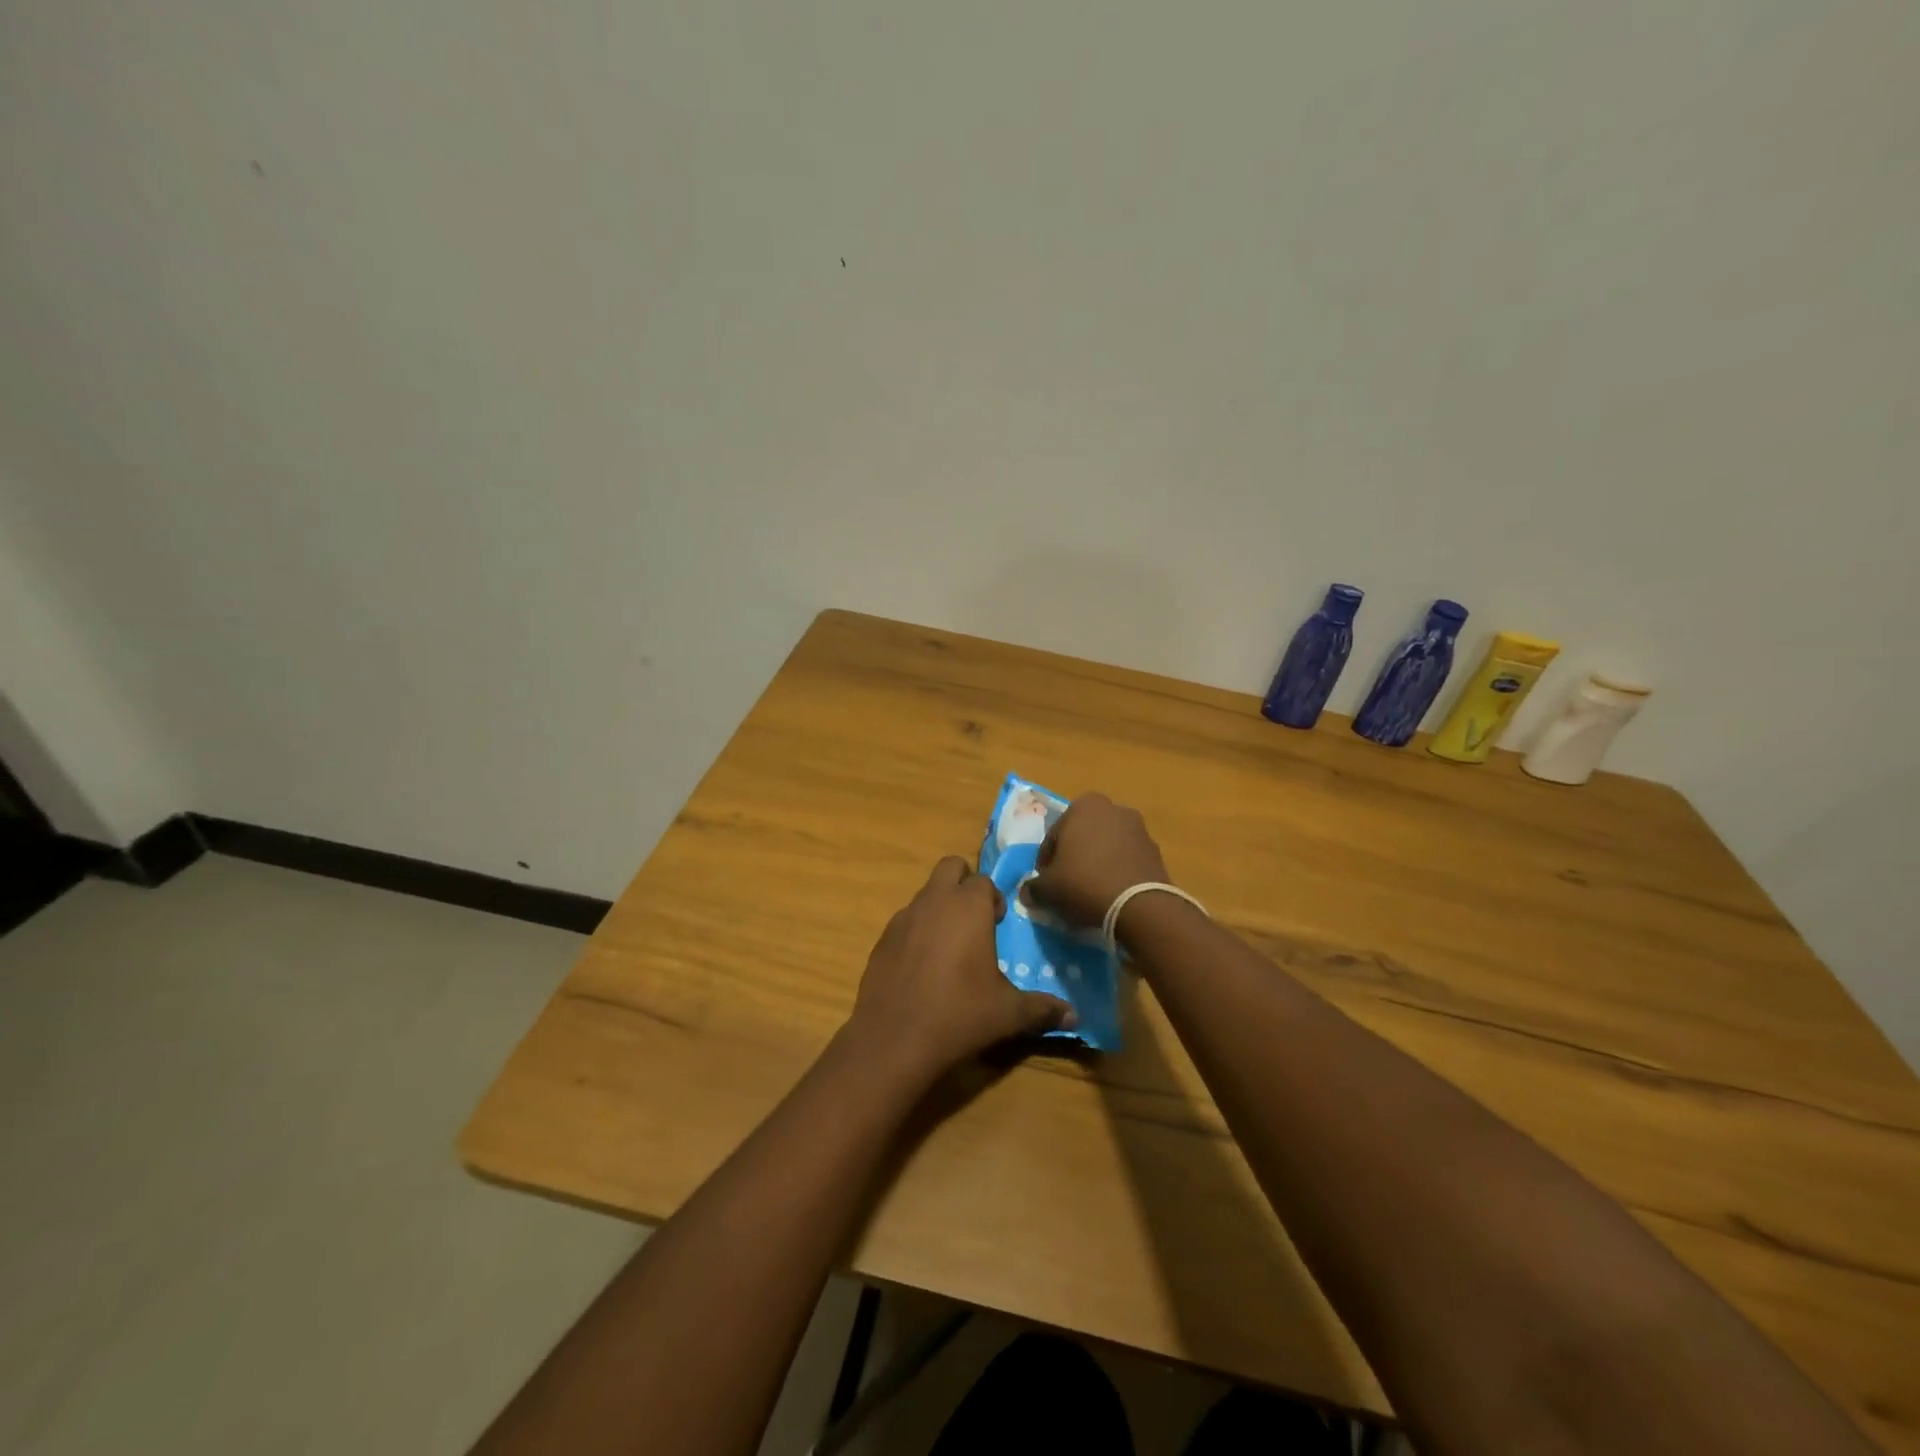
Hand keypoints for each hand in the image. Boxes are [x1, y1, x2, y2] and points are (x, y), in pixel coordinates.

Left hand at [846, 856, 1074, 1083]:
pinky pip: (905, 921)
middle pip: (950, 867)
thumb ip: (1043, 1008)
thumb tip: (1076, 1016)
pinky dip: (917, 932)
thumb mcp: (1009, 1013)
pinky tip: (923, 968)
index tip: (998, 924)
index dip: (993, 898)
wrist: (895, 1038)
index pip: (983, 880)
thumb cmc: (960, 1015)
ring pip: (925, 894)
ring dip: (940, 907)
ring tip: (950, 949)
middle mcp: (934, 901)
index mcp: (968, 907)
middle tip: (975, 920)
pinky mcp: (882, 938)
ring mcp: (903, 917)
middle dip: (964, 883)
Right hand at [1024, 793, 1170, 929]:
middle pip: (1082, 837)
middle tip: (1066, 886)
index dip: (1046, 862)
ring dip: (1097, 864)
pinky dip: (1117, 873)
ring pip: (1106, 847)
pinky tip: (1111, 895)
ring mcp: (1139, 829)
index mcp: (1083, 806)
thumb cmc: (1084, 884)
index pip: (1053, 836)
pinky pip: (1126, 861)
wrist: (1140, 906)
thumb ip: (1033, 887)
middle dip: (1074, 857)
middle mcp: (1113, 808)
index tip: (1046, 883)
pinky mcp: (1156, 852)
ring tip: (1090, 893)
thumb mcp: (1047, 889)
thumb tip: (1028, 892)